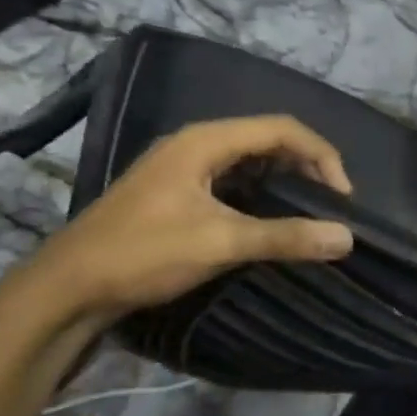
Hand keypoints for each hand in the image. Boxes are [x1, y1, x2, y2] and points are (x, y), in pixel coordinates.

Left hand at [21, 115, 353, 318]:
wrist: (69, 287)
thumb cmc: (144, 254)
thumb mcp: (220, 242)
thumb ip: (285, 237)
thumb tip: (346, 237)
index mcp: (205, 141)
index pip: (282, 129)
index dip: (321, 156)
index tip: (342, 199)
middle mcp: (195, 144)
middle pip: (267, 140)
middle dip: (307, 167)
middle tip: (331, 206)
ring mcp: (183, 168)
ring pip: (250, 162)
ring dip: (285, 182)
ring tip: (310, 213)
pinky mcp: (176, 193)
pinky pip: (232, 182)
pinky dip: (261, 196)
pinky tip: (271, 222)